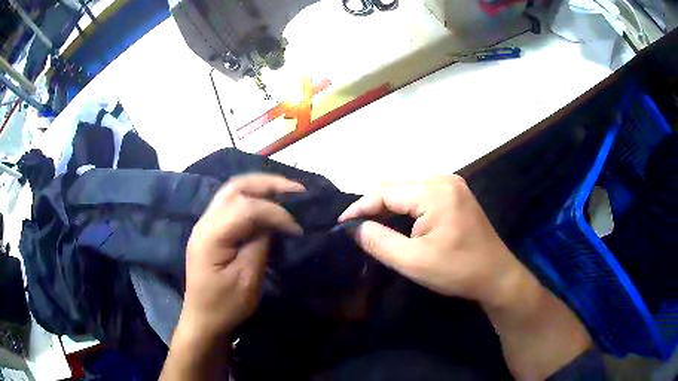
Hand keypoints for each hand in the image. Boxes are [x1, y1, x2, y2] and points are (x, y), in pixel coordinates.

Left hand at [180, 174, 304, 341]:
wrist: (202, 319)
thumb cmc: (224, 306)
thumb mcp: (247, 280)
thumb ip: (260, 245)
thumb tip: (276, 222)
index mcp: (211, 235)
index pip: (246, 207)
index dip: (276, 212)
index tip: (298, 228)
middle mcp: (205, 221)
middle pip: (236, 187)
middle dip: (268, 184)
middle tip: (297, 190)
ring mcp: (206, 223)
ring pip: (233, 190)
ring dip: (261, 187)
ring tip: (287, 192)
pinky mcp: (211, 229)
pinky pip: (232, 203)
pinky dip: (253, 198)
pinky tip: (269, 204)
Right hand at [338, 175, 524, 307]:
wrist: (496, 276)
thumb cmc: (457, 271)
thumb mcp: (413, 261)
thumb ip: (379, 241)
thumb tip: (355, 227)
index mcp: (434, 193)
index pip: (386, 192)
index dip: (360, 206)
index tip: (342, 223)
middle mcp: (444, 180)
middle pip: (397, 185)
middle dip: (374, 204)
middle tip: (357, 226)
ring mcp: (453, 185)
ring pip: (409, 186)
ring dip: (390, 203)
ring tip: (373, 222)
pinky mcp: (457, 194)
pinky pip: (423, 191)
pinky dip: (406, 203)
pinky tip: (400, 218)